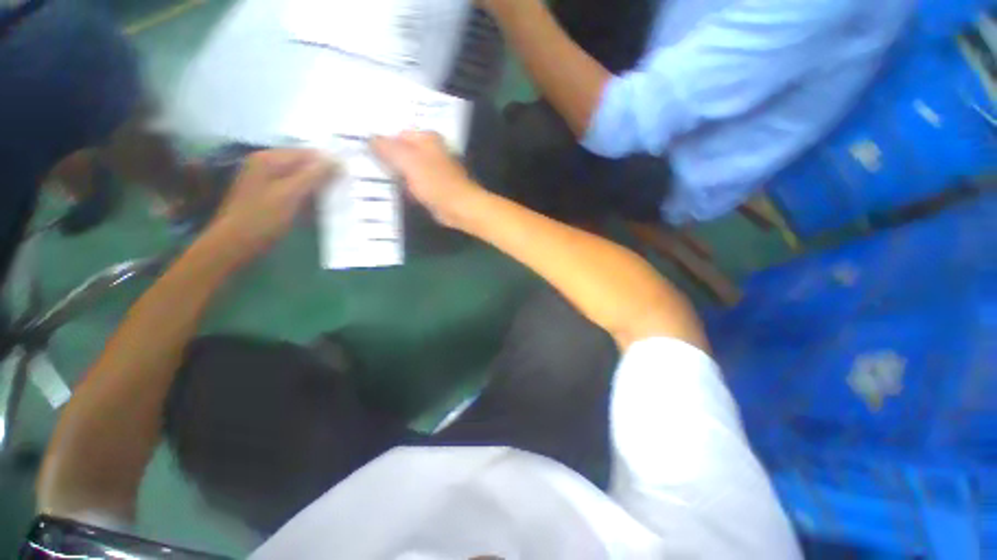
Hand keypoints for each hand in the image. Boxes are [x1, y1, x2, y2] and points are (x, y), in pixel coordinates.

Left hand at [202, 149, 336, 266]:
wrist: (234, 245)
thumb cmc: (262, 219)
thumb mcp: (290, 195)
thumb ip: (314, 176)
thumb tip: (338, 160)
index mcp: (270, 159)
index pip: (308, 153)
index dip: (330, 164)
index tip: (350, 179)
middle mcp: (267, 165)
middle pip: (305, 165)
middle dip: (325, 177)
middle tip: (346, 191)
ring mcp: (267, 181)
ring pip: (302, 179)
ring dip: (319, 189)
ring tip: (337, 200)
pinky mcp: (270, 196)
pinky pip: (296, 191)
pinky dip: (309, 198)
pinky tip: (319, 209)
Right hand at [371, 132, 483, 227]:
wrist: (459, 208)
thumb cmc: (436, 183)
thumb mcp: (409, 162)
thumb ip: (388, 149)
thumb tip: (369, 138)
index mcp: (426, 138)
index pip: (395, 133)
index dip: (380, 141)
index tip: (362, 149)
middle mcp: (430, 150)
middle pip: (401, 150)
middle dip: (384, 156)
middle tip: (361, 162)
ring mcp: (431, 169)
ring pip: (405, 167)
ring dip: (392, 172)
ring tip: (369, 175)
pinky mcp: (432, 186)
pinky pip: (411, 182)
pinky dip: (402, 185)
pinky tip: (387, 188)